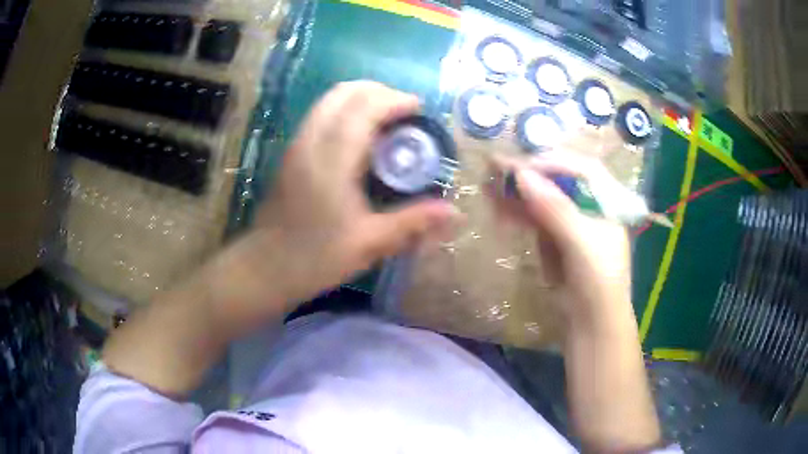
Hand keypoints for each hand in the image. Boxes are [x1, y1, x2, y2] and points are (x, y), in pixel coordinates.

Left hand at [220, 81, 456, 320]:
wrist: (265, 268)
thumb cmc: (315, 258)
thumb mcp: (369, 244)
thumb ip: (412, 222)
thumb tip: (454, 212)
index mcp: (332, 160)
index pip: (364, 107)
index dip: (395, 100)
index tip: (419, 111)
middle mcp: (311, 141)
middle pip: (344, 92)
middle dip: (379, 92)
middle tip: (405, 112)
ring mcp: (298, 144)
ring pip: (329, 100)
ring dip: (361, 98)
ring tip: (386, 121)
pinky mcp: (292, 152)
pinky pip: (321, 114)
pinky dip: (345, 111)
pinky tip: (360, 137)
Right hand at [492, 152, 632, 332]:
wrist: (591, 327)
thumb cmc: (598, 282)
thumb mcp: (581, 243)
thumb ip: (555, 208)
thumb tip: (522, 174)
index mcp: (607, 202)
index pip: (581, 168)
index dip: (552, 161)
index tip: (521, 164)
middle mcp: (590, 207)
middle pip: (559, 181)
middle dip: (529, 175)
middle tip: (496, 168)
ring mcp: (572, 224)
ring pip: (544, 199)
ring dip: (518, 192)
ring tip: (489, 185)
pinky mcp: (556, 242)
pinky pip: (536, 220)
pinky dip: (519, 213)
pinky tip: (500, 208)